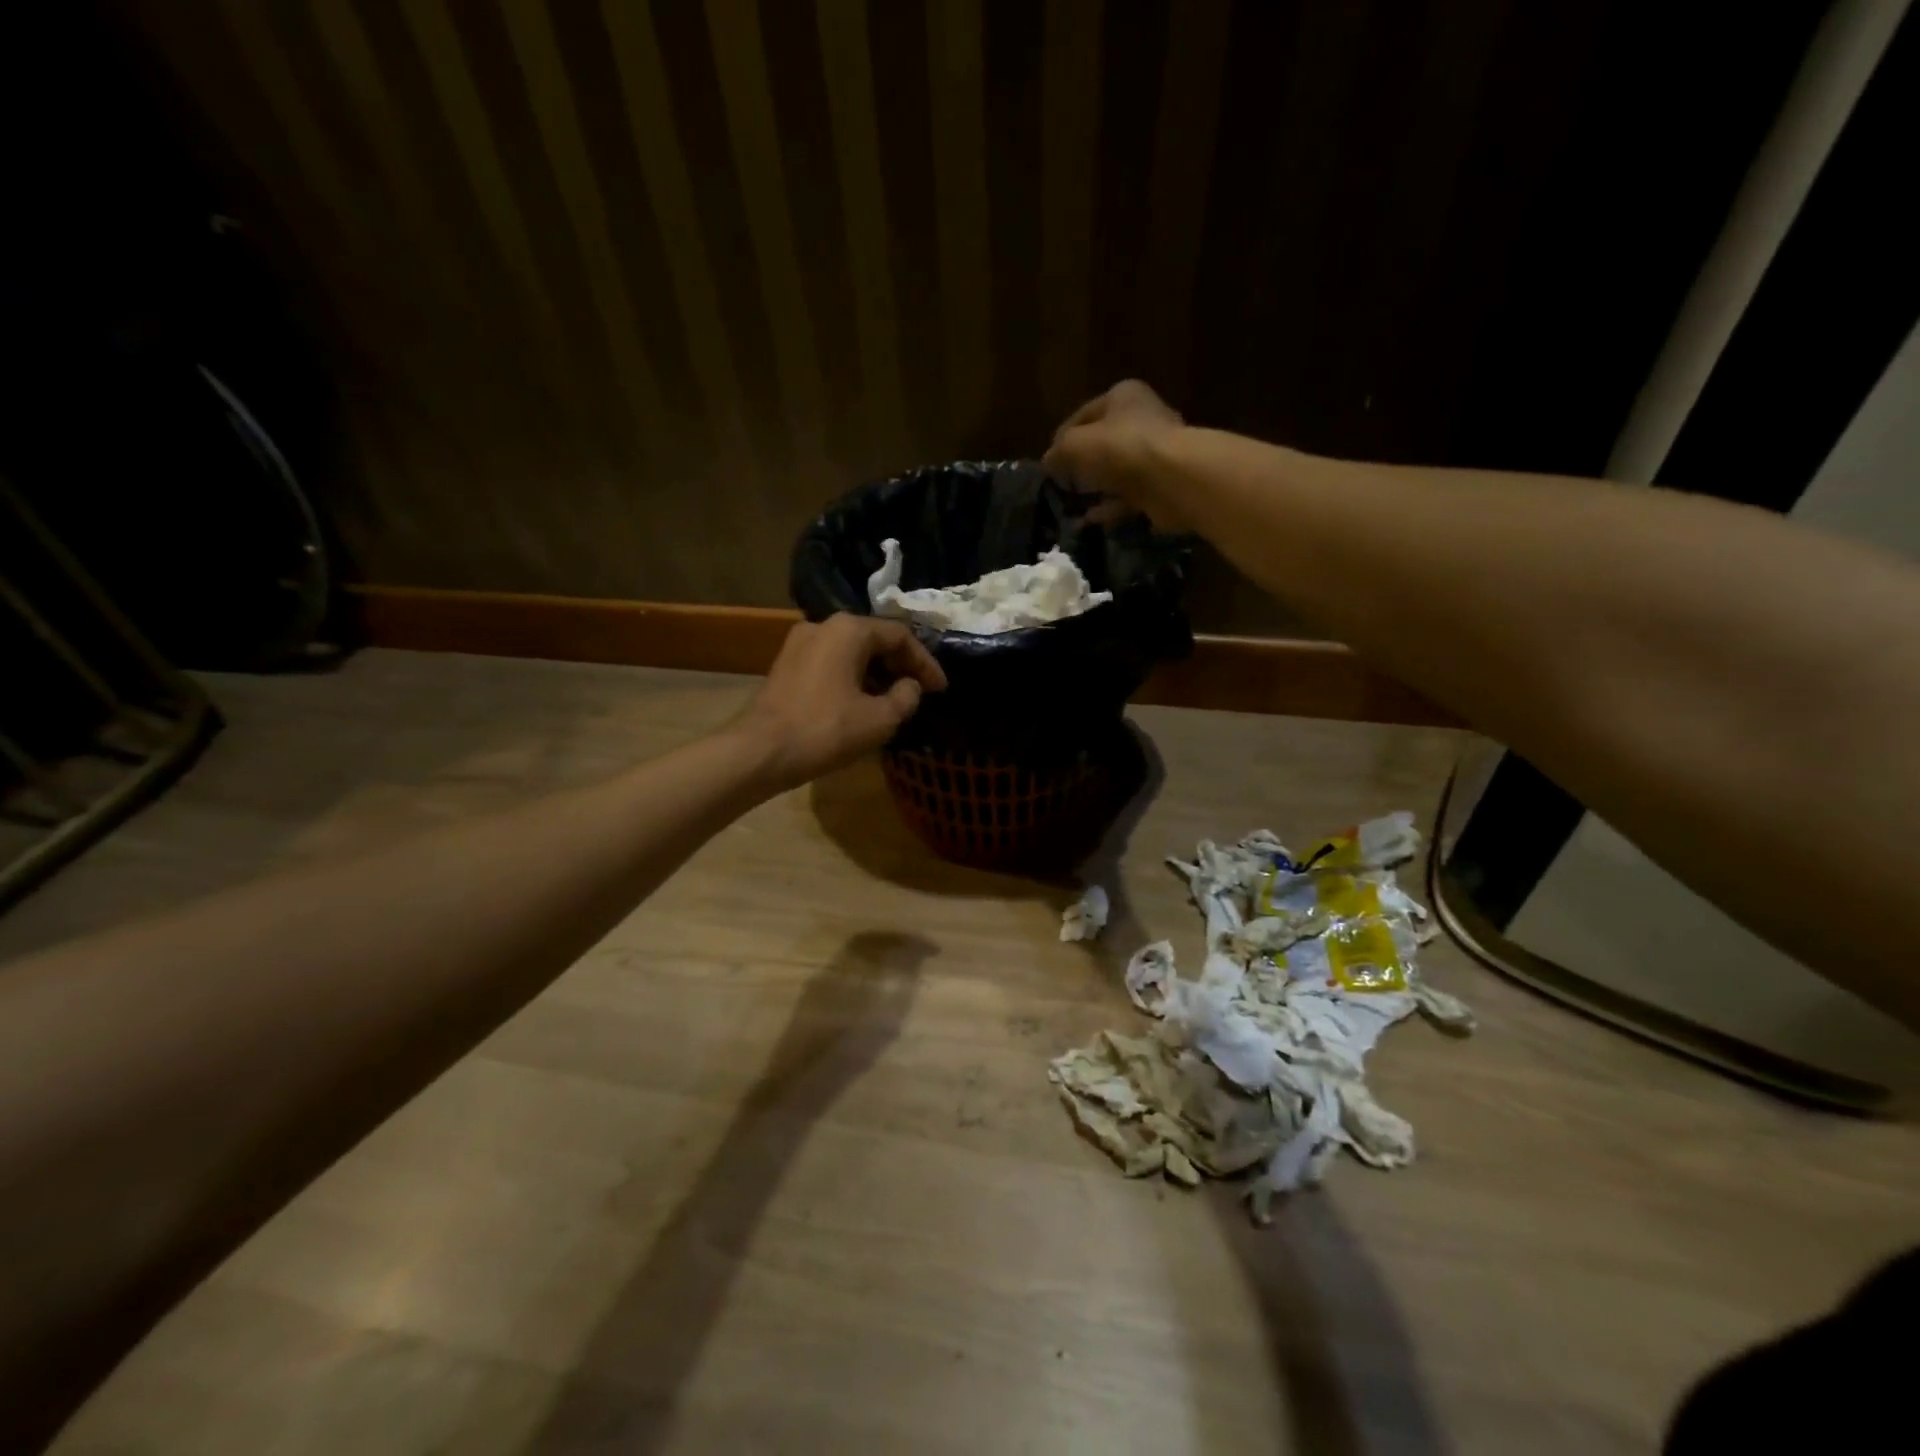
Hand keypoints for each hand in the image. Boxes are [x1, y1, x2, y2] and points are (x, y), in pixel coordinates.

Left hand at [733, 614, 947, 790]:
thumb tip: (910, 686)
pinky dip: (853, 679)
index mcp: (848, 630)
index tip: (940, 689)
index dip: (925, 663)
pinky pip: (831, 664)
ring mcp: (799, 644)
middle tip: (920, 693)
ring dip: (877, 674)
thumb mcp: (879, 719)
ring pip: (851, 653)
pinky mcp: (786, 665)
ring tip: (895, 701)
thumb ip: (906, 698)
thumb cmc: (825, 730)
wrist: (760, 751)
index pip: (900, 636)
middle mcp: (823, 626)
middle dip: (901, 666)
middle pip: (874, 640)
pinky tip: (862, 704)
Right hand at [1043, 379, 1189, 530]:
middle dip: (1080, 466)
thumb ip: (1058, 453)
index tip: (1048, 464)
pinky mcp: (1160, 485)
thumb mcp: (1075, 445)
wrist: (1173, 478)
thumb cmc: (1121, 448)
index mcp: (1123, 397)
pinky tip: (1088, 521)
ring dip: (1094, 489)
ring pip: (1115, 472)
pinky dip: (1108, 508)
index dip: (1061, 439)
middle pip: (1101, 443)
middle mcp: (1142, 419)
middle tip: (1061, 486)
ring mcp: (1155, 454)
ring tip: (1071, 507)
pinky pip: (1127, 497)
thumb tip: (1049, 464)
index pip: (1082, 415)